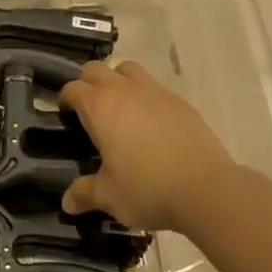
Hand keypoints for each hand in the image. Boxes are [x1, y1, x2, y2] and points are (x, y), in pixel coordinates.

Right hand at [59, 62, 238, 232]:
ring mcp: (155, 92)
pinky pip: (155, 87)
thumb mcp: (110, 196)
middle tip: (89, 111)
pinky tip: (151, 124)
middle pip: (96, 69)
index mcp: (100, 107)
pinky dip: (146, 97)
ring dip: (117, 81)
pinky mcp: (180, 102)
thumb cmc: (147, 189)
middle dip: (88, 84)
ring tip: (120, 109)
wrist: (206, 188)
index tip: (65, 116)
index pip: (73, 88)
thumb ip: (85, 193)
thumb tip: (67, 202)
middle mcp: (124, 90)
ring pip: (128, 69)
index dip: (65, 99)